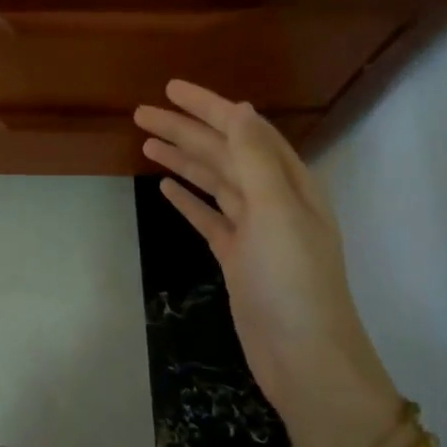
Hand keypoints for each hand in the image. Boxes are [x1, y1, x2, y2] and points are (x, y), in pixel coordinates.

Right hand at [135, 81, 404, 446]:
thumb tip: (238, 109)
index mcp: (288, 181)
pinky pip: (208, 217)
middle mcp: (272, 199)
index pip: (243, 130)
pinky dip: (188, 200)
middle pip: (223, 153)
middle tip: (142, 115)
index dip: (208, 107)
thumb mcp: (277, 211)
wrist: (304, 356)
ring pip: (213, 182)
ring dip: (183, 160)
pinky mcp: (236, 257)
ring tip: (146, 144)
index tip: (171, 90)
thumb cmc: (293, 280)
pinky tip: (166, 188)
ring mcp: (253, 230)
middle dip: (185, 131)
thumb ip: (255, 159)